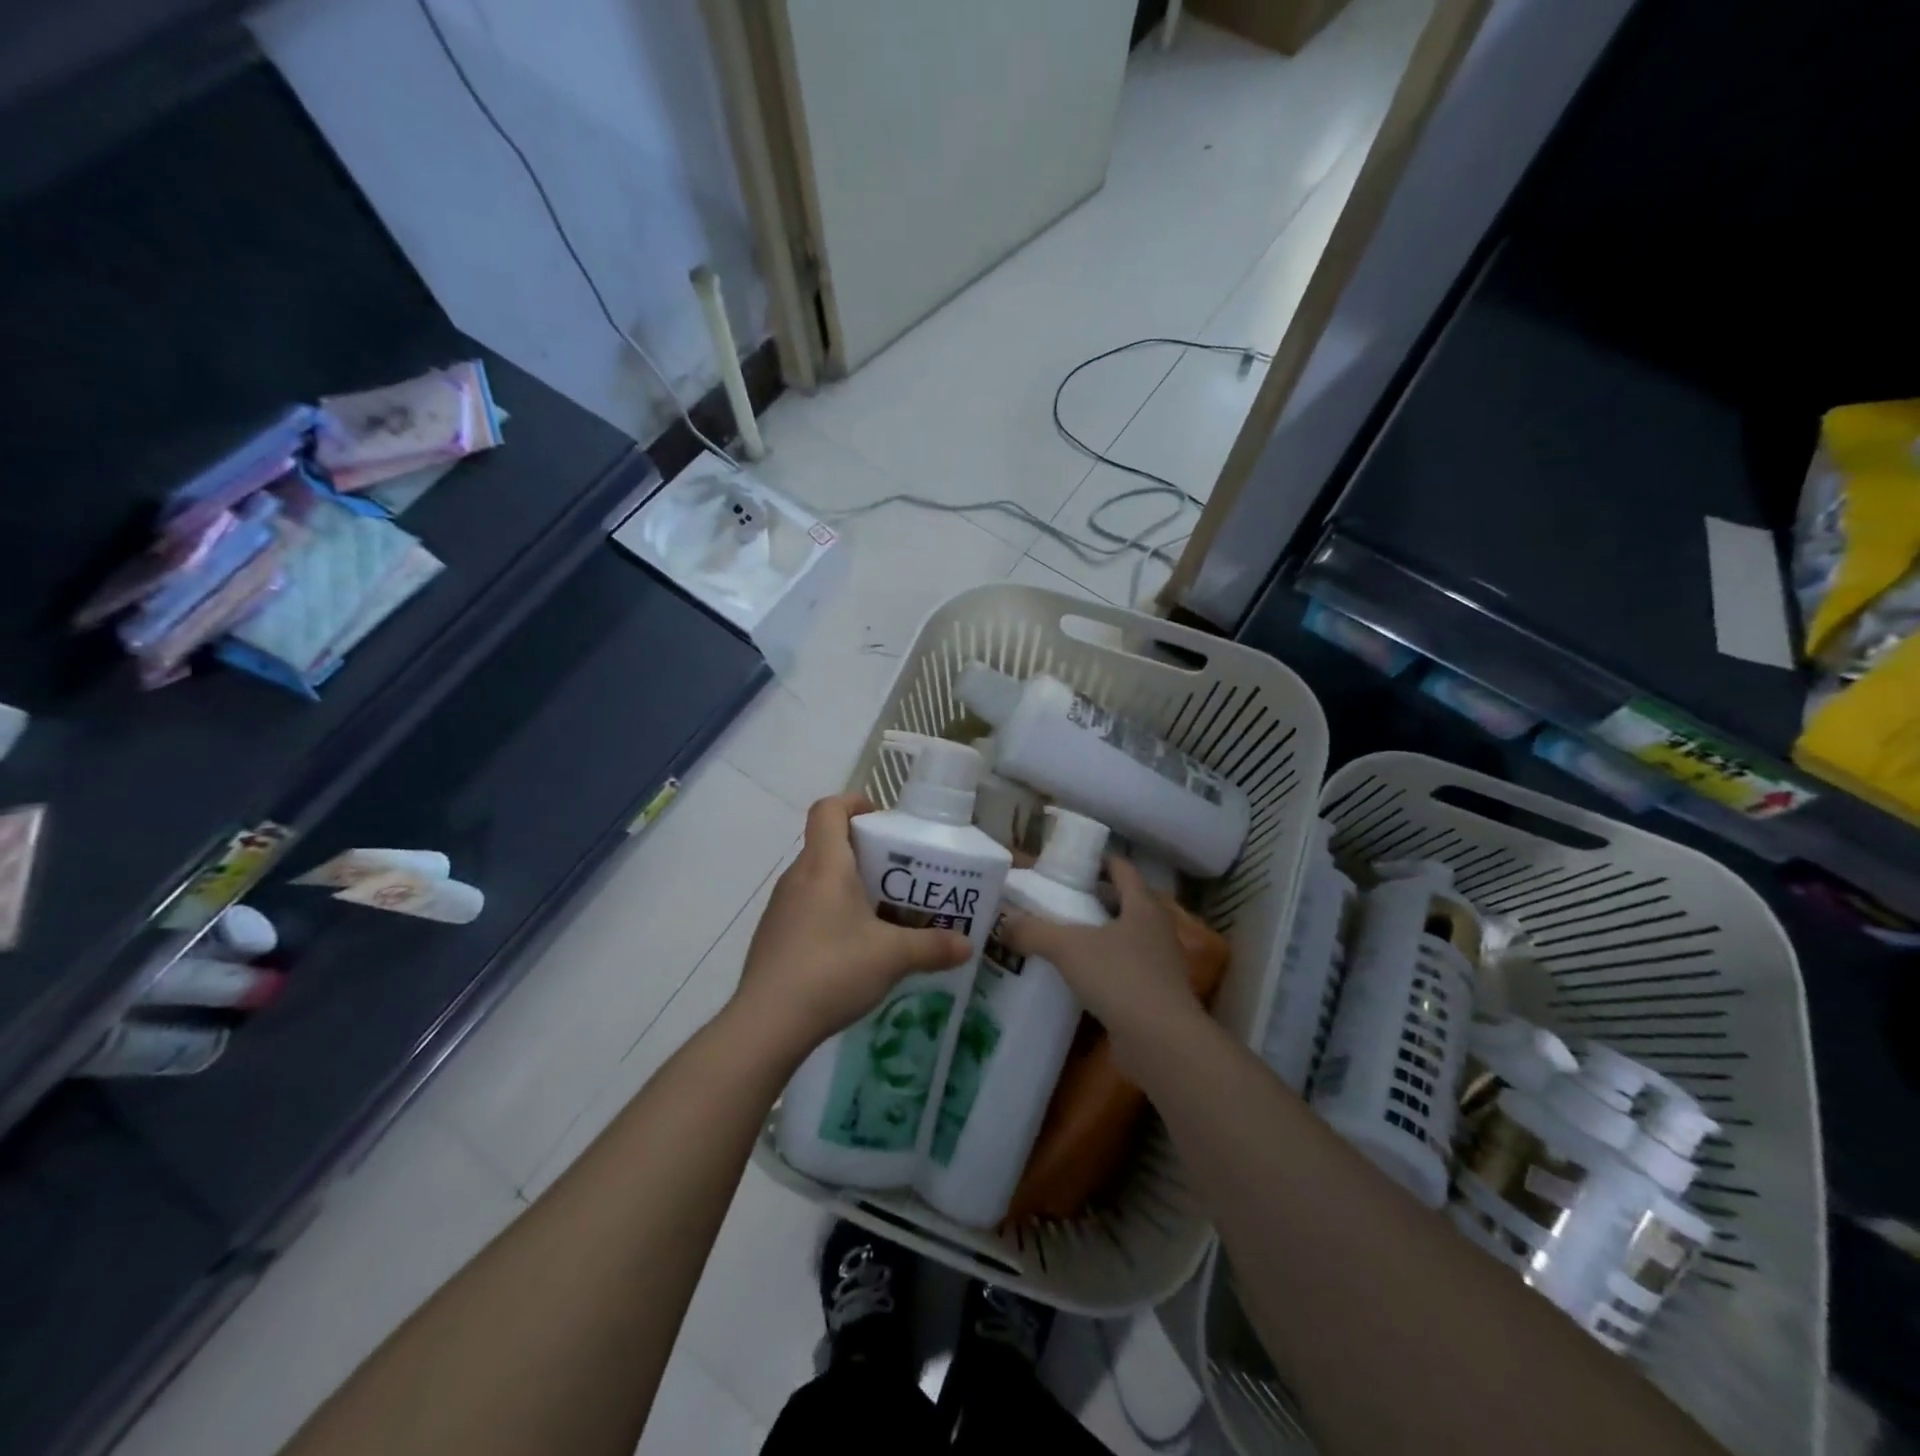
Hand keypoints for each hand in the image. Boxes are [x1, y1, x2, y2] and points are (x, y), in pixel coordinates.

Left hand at [730, 793, 971, 1057]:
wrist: (766, 1023)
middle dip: (864, 850)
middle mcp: (798, 876)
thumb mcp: (892, 957)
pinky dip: (831, 911)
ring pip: (818, 877)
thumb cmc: (832, 970)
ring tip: (882, 911)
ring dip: (848, 883)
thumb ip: (933, 947)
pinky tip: (852, 947)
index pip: (828, 809)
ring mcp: (781, 907)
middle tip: (900, 873)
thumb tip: (967, 945)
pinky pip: (807, 906)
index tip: (882, 819)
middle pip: (827, 843)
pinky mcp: (774, 935)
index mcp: (825, 865)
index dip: (854, 802)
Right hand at [1000, 857, 1201, 1072]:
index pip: (1122, 868)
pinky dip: (1101, 967)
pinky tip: (1074, 976)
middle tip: (1055, 899)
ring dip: (1096, 934)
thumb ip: (1033, 931)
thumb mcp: (1068, 948)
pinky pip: (1122, 969)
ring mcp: (1158, 963)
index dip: (1097, 860)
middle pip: (1123, 902)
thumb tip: (1001, 922)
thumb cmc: (1120, 977)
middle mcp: (1155, 929)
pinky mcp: (1153, 995)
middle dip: (1092, 898)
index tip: (1069, 862)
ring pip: (1123, 937)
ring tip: (1059, 936)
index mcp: (1143, 905)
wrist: (1161, 1042)